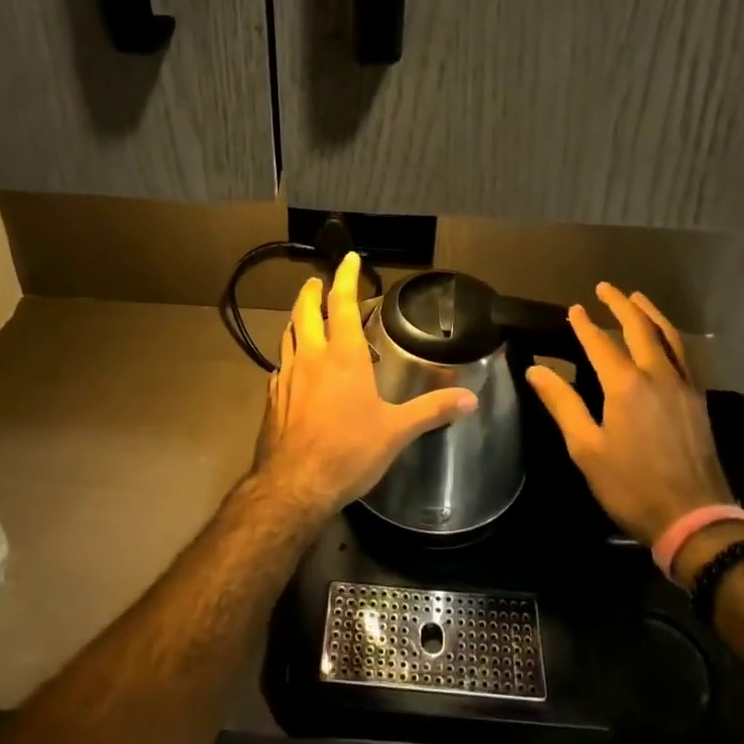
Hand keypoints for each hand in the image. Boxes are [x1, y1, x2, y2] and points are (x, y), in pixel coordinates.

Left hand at [253, 252, 477, 516]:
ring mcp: (287, 377)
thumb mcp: (396, 431)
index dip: (345, 277)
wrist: (294, 485)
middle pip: (305, 312)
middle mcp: (312, 357)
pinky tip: (293, 368)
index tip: (348, 258)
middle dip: (312, 292)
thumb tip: (471, 398)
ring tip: (304, 315)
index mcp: (343, 356)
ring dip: (296, 319)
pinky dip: (289, 356)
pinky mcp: (273, 399)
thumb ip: (432, 410)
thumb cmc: (349, 450)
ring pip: (288, 335)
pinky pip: (280, 366)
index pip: (341, 303)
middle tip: (318, 281)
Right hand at [526, 283, 735, 546]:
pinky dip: (669, 337)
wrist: (695, 519)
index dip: (584, 324)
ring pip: (668, 337)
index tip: (574, 309)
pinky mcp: (699, 401)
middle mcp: (657, 375)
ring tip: (637, 298)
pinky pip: (683, 355)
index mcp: (625, 384)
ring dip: (650, 314)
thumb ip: (562, 404)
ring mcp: (683, 386)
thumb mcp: (586, 448)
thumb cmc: (632, 486)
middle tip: (605, 288)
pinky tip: (665, 340)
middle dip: (620, 305)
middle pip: (639, 328)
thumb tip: (536, 369)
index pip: (600, 343)